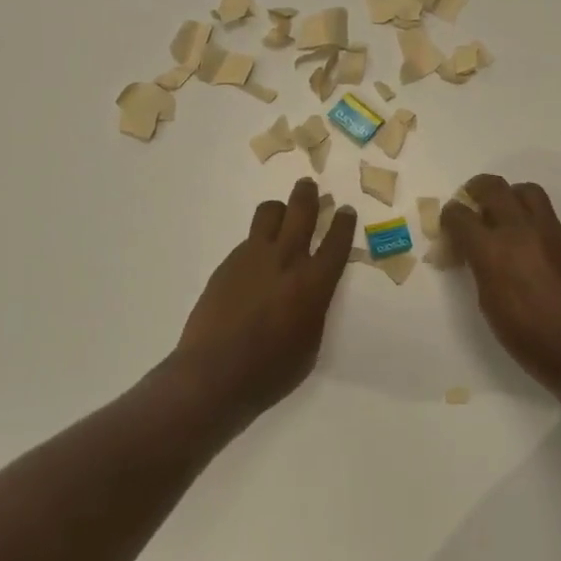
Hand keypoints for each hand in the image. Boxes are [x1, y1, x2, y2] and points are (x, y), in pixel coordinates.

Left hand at [176, 177, 358, 408]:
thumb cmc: (271, 372)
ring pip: (268, 213)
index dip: (343, 223)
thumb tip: (311, 292)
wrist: (214, 373)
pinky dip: (259, 240)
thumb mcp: (310, 344)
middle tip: (310, 186)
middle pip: (300, 212)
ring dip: (280, 208)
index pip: (335, 243)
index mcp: (313, 284)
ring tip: (282, 212)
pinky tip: (257, 257)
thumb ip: (315, 309)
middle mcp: (285, 261)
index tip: (346, 210)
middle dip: (308, 195)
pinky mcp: (228, 264)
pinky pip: (249, 239)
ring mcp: (253, 258)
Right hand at [442, 175, 560, 392]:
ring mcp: (553, 232)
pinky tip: (538, 253)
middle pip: (492, 186)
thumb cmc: (530, 340)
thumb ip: (480, 269)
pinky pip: (551, 220)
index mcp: (492, 250)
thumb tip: (475, 254)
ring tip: (507, 219)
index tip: (450, 229)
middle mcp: (521, 230)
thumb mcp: (490, 305)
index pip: (459, 215)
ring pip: (527, 192)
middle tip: (474, 207)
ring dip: (511, 198)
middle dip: (476, 191)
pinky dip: (536, 226)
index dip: (449, 218)